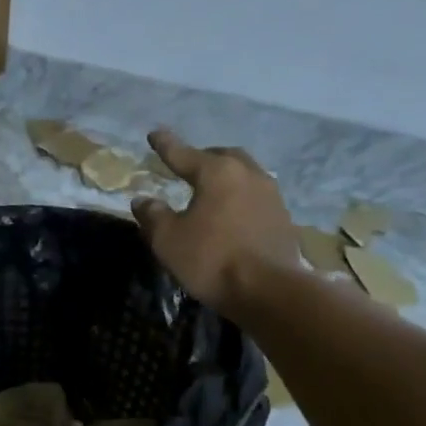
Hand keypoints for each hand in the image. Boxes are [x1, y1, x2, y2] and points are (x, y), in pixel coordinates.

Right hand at [131, 129, 299, 311]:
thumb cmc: (212, 259)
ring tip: (211, 189)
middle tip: (187, 165)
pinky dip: (240, 198)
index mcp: (217, 172)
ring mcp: (271, 195)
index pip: (184, 153)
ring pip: (245, 174)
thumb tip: (143, 200)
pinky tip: (232, 213)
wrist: (269, 291)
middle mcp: (248, 174)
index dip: (166, 145)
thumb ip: (153, 216)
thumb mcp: (168, 240)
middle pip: (222, 156)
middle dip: (203, 157)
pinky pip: (256, 197)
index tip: (155, 134)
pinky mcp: (283, 218)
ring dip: (226, 177)